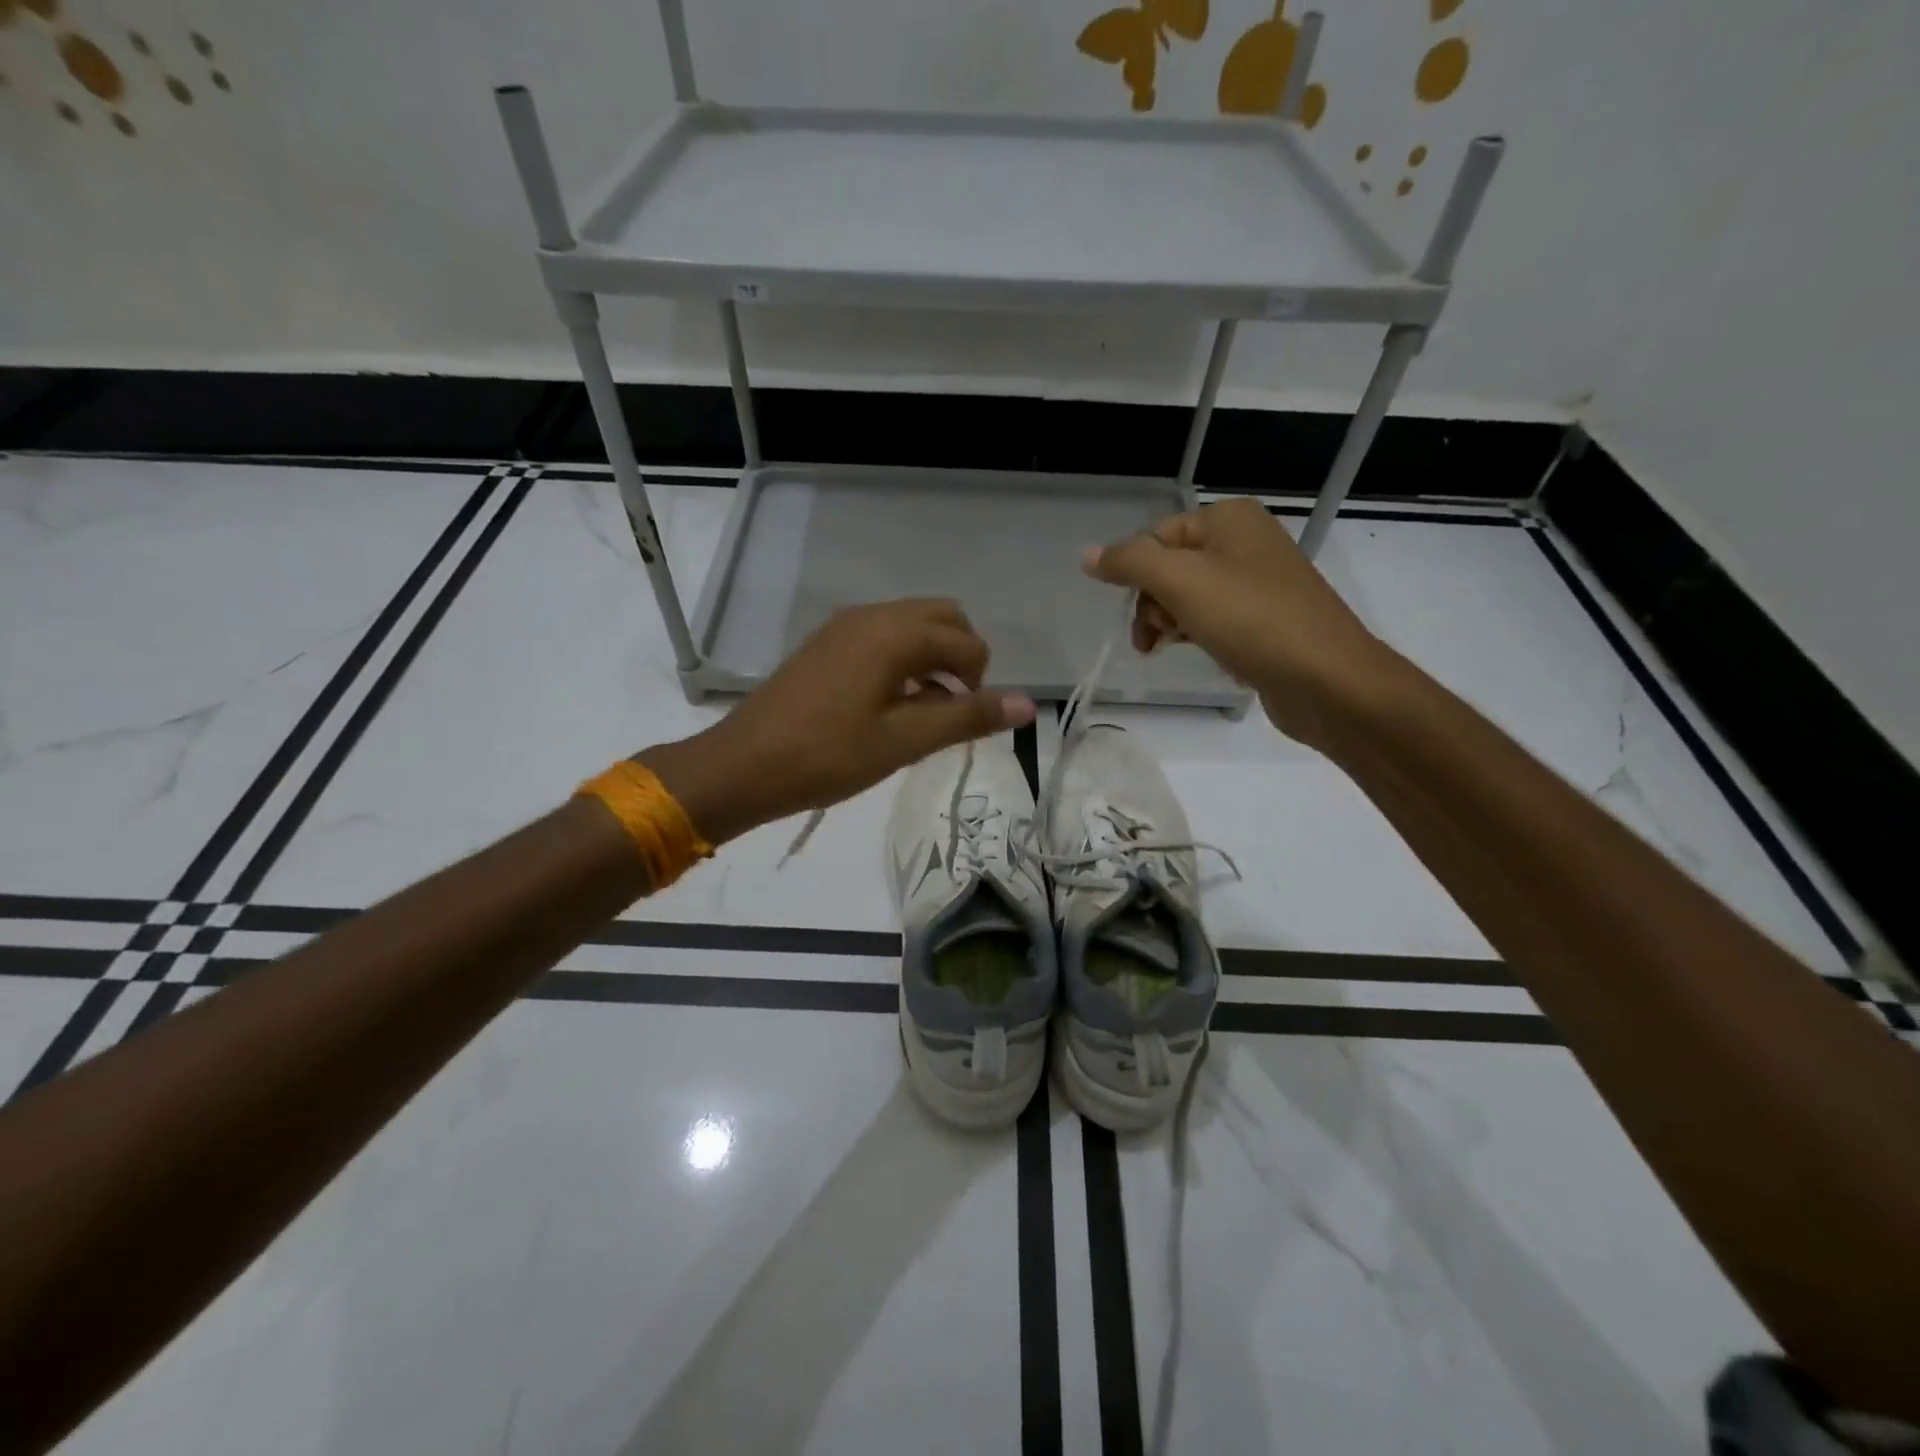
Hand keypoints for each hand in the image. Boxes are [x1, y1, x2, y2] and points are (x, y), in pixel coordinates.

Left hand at [640, 600, 1035, 844]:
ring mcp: (844, 626)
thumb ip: (968, 718)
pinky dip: (902, 659)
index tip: (964, 721)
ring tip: (923, 711)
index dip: (981, 681)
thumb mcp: (905, 741)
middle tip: (951, 708)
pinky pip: (882, 636)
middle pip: (942, 617)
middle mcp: (872, 615)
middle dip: (961, 657)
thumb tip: (1028, 705)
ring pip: (911, 625)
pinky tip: (889, 703)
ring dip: (932, 658)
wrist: (743, 766)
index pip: (966, 642)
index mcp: (895, 633)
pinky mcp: (826, 643)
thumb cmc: (828, 756)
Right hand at [1083, 498, 1396, 746]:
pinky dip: (1197, 635)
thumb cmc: (1252, 620)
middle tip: (1160, 635)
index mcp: (1229, 519)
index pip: (1155, 536)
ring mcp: (1258, 583)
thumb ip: (1130, 563)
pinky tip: (1201, 654)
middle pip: (1169, 567)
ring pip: (1187, 597)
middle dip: (1154, 603)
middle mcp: (1245, 542)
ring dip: (1170, 623)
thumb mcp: (1181, 582)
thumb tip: (1086, 554)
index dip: (1139, 575)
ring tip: (1175, 648)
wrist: (1327, 681)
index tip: (1142, 613)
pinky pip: (1213, 619)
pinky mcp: (1264, 620)